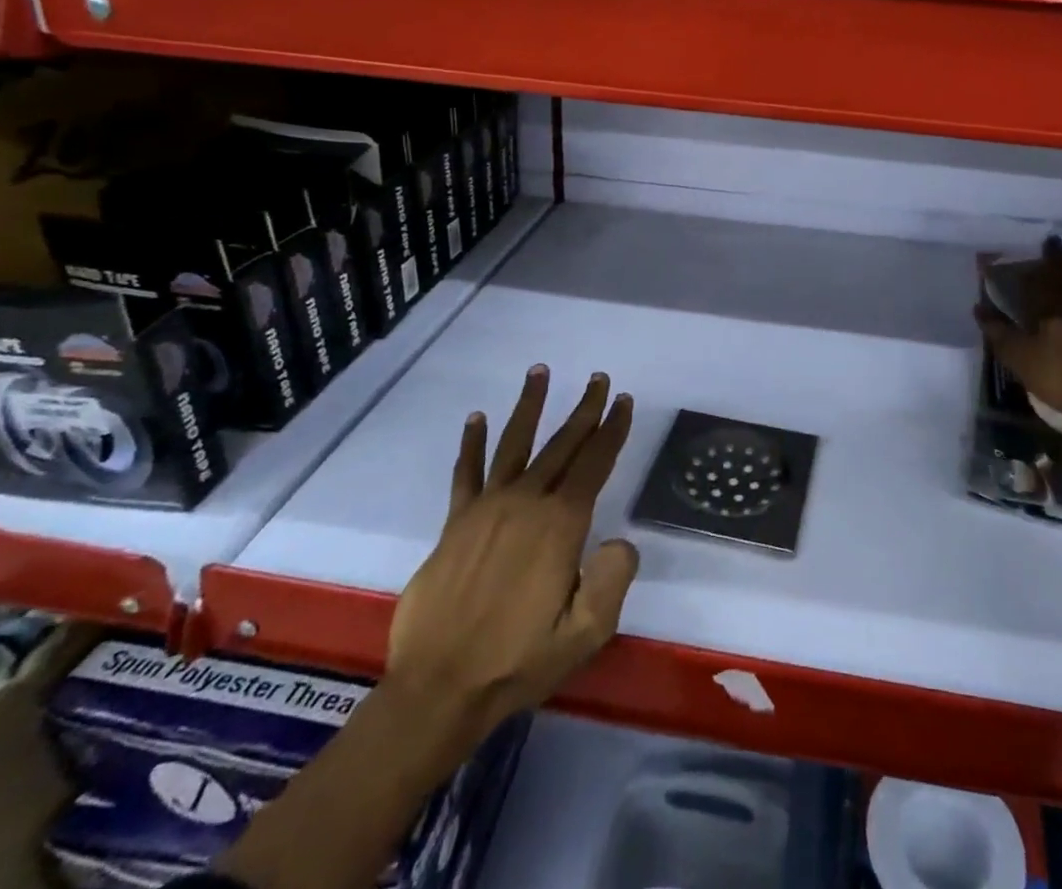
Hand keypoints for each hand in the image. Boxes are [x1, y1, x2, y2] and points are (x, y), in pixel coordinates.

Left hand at [384, 366, 637, 766]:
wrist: (438, 689)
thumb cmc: (518, 662)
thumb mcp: (584, 634)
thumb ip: (612, 581)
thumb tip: (621, 542)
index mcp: (560, 525)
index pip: (594, 464)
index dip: (612, 430)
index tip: (623, 401)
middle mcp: (526, 503)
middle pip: (562, 444)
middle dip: (584, 410)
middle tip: (598, 379)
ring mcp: (487, 508)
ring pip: (514, 443)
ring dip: (529, 406)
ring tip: (539, 372)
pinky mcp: (455, 523)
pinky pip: (466, 473)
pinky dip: (471, 444)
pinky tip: (476, 418)